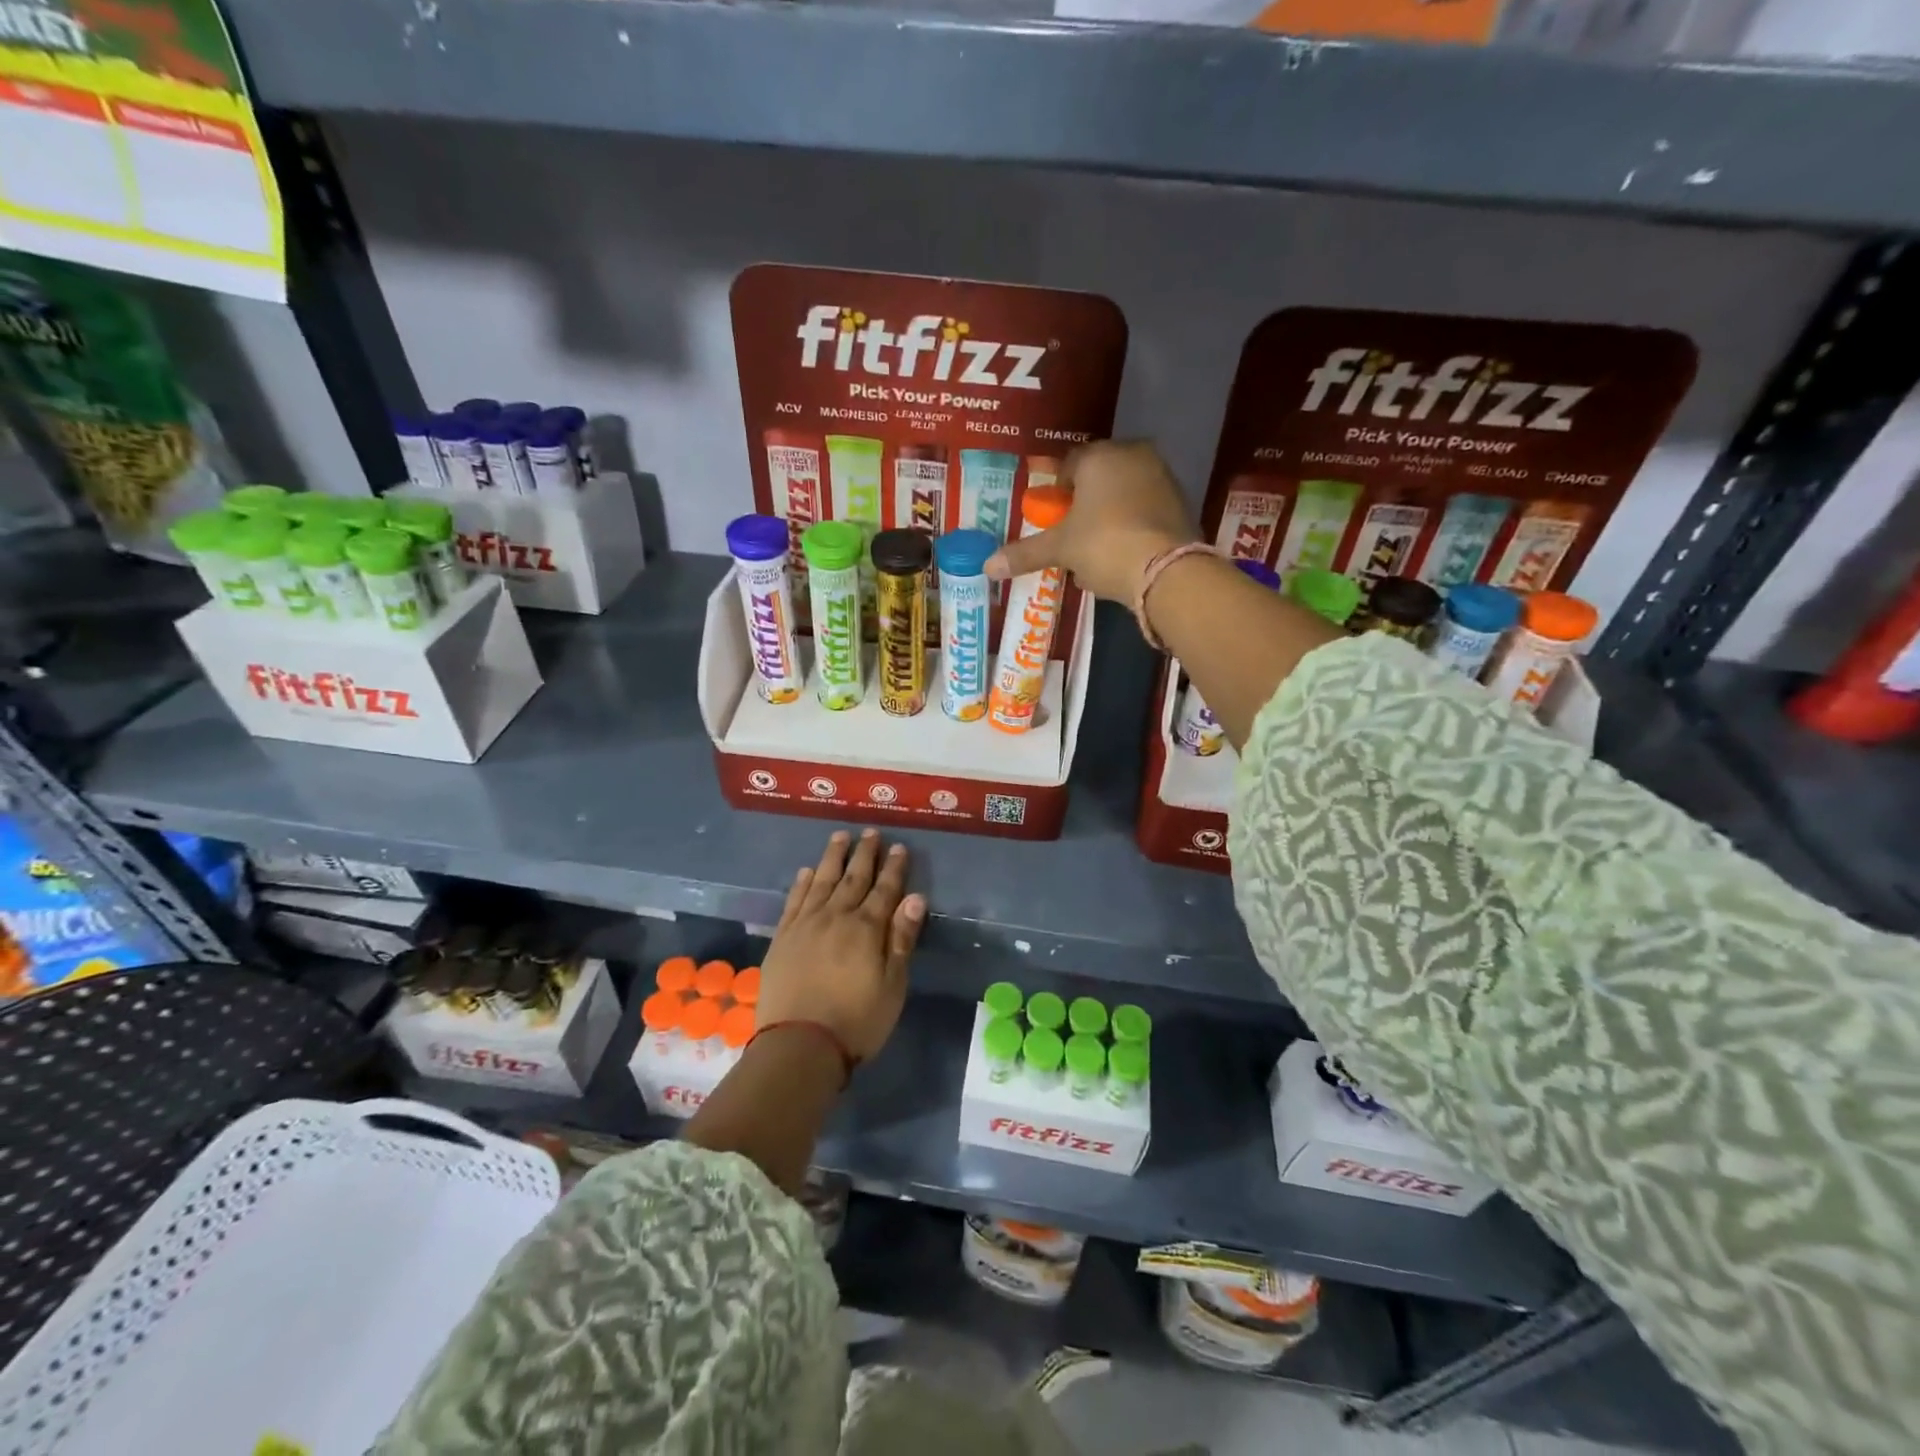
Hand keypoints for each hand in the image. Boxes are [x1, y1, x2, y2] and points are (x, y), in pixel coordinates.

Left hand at [757, 829, 925, 1062]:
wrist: (799, 1045)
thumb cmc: (857, 1020)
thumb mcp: (892, 985)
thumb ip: (901, 938)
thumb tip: (915, 897)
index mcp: (866, 928)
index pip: (884, 890)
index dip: (893, 868)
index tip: (899, 847)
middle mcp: (835, 917)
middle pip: (853, 879)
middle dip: (864, 854)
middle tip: (870, 832)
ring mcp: (805, 925)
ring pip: (821, 881)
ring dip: (832, 858)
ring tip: (839, 837)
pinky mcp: (782, 938)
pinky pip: (794, 900)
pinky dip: (802, 883)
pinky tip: (807, 871)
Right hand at [985, 441, 1196, 601]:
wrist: (1164, 570)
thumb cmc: (1103, 545)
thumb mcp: (1060, 549)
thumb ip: (1025, 553)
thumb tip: (987, 566)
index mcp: (1100, 455)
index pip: (1069, 465)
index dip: (1056, 493)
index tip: (1052, 518)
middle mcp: (1134, 455)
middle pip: (1099, 477)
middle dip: (1084, 504)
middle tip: (1072, 535)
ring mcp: (1163, 477)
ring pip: (1124, 493)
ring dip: (1109, 515)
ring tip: (1097, 550)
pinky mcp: (1181, 503)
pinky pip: (1145, 509)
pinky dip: (1132, 526)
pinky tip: (1124, 554)